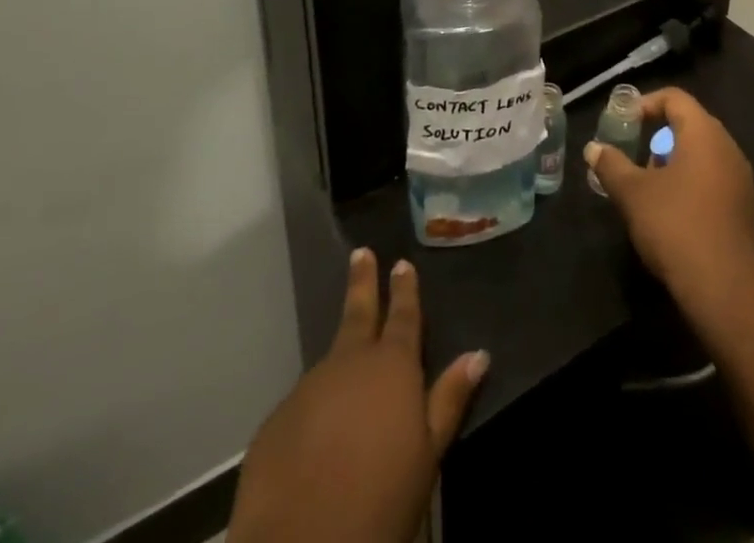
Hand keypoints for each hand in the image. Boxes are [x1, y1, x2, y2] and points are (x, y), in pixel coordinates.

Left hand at [230, 249, 487, 542]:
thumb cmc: (381, 500)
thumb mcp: (427, 454)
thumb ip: (449, 399)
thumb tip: (479, 353)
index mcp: (391, 367)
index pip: (403, 316)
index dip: (405, 290)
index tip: (402, 263)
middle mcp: (348, 364)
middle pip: (357, 313)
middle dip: (362, 282)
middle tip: (360, 253)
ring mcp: (307, 389)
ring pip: (329, 365)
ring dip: (340, 362)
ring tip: (348, 378)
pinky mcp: (274, 423)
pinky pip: (302, 409)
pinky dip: (313, 413)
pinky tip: (317, 441)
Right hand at [584, 88, 753, 309]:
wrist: (726, 287)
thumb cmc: (676, 225)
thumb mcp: (634, 194)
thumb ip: (612, 166)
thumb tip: (593, 148)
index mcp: (703, 133)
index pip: (675, 98)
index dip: (646, 103)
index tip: (623, 121)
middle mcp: (727, 147)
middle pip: (690, 124)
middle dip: (657, 134)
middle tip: (632, 151)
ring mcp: (739, 178)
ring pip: (701, 153)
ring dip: (673, 160)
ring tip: (646, 183)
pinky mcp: (742, 207)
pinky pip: (712, 178)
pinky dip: (689, 181)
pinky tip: (669, 209)